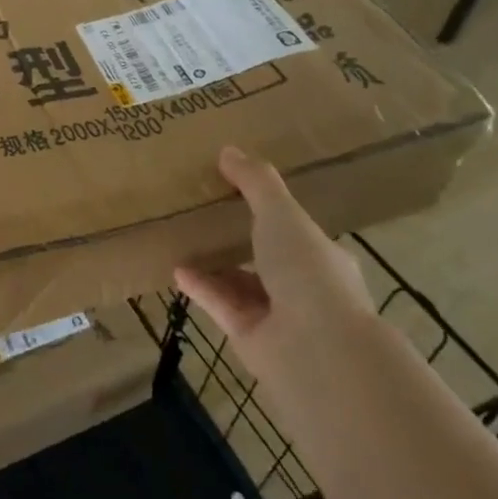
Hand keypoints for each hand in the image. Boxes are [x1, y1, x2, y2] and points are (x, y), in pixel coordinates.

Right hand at [174, 147, 375, 384]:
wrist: (316, 348)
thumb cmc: (307, 271)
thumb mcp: (282, 214)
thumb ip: (255, 182)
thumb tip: (228, 150)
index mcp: (321, 256)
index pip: (295, 231)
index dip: (271, 211)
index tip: (237, 192)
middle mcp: (303, 287)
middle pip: (266, 258)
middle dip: (239, 239)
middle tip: (203, 214)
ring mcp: (277, 315)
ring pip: (240, 283)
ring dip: (214, 264)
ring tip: (182, 239)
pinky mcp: (249, 336)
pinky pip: (220, 304)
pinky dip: (200, 286)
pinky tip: (176, 268)